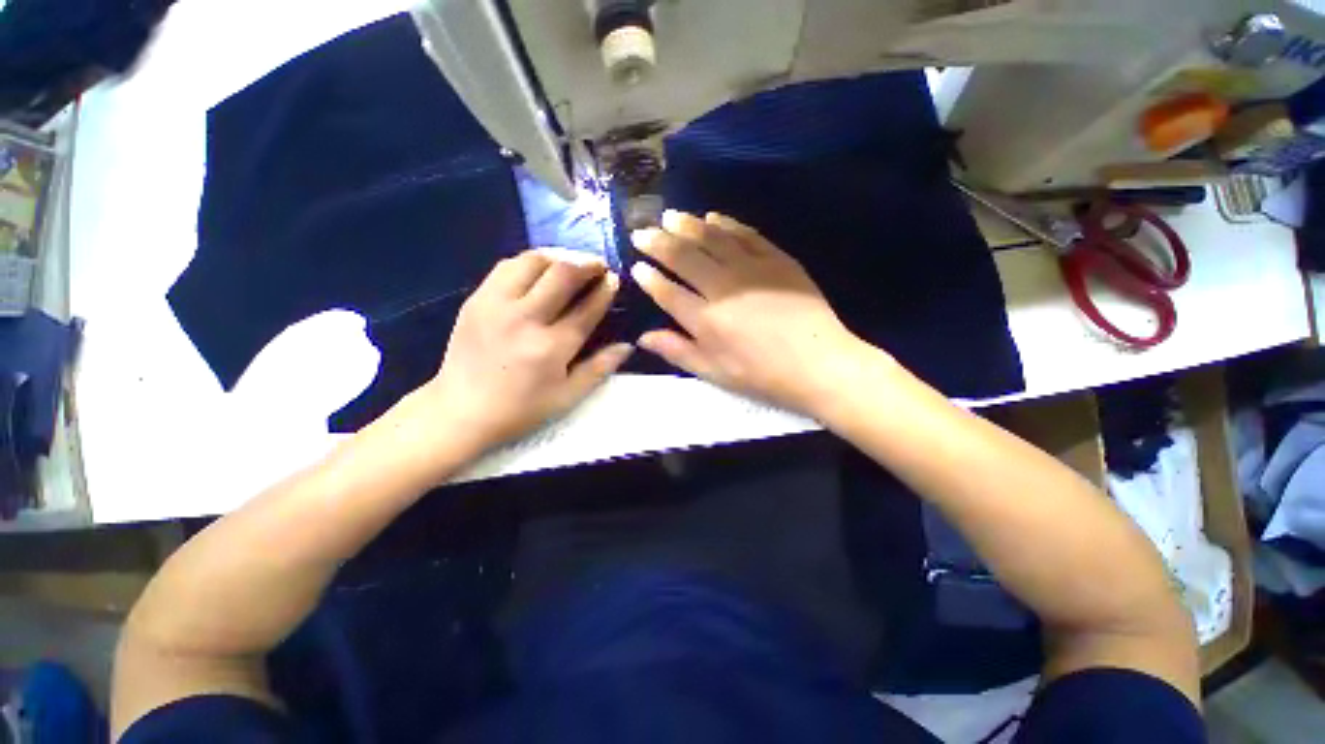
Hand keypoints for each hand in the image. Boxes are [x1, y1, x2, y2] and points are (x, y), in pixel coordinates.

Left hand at [392, 250, 632, 462]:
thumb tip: (628, 345)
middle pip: (562, 275)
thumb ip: (600, 368)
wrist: (460, 411)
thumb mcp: (568, 397)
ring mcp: (496, 305)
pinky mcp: (476, 299)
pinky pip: (506, 266)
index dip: (605, 290)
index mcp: (551, 347)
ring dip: (559, 256)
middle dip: (587, 264)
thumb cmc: (521, 409)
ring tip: (572, 262)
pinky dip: (529, 261)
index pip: (586, 308)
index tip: (615, 279)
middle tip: (599, 265)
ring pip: (532, 261)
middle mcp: (524, 319)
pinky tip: (540, 268)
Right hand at [631, 210, 878, 413]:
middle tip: (642, 231)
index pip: (668, 292)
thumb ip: (678, 351)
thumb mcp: (715, 373)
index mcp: (705, 320)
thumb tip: (643, 337)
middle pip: (684, 257)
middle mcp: (722, 288)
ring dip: (686, 225)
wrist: (819, 364)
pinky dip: (725, 223)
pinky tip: (712, 217)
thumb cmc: (762, 375)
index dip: (649, 278)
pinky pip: (745, 234)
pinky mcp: (776, 259)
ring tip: (669, 217)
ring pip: (711, 238)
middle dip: (658, 243)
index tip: (636, 266)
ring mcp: (750, 269)